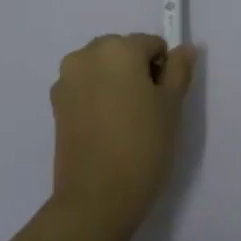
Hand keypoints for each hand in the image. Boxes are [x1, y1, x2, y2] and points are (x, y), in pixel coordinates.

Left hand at [50, 33, 196, 240]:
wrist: (97, 195)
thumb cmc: (143, 145)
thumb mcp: (172, 106)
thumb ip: (179, 70)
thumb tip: (185, 48)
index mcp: (117, 48)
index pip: (151, 44)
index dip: (163, 69)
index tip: (165, 99)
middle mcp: (86, 54)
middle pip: (122, 51)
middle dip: (136, 71)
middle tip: (147, 110)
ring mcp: (66, 79)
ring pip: (101, 69)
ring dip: (115, 83)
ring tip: (125, 121)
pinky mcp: (55, 103)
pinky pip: (84, 87)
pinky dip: (97, 97)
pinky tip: (105, 128)